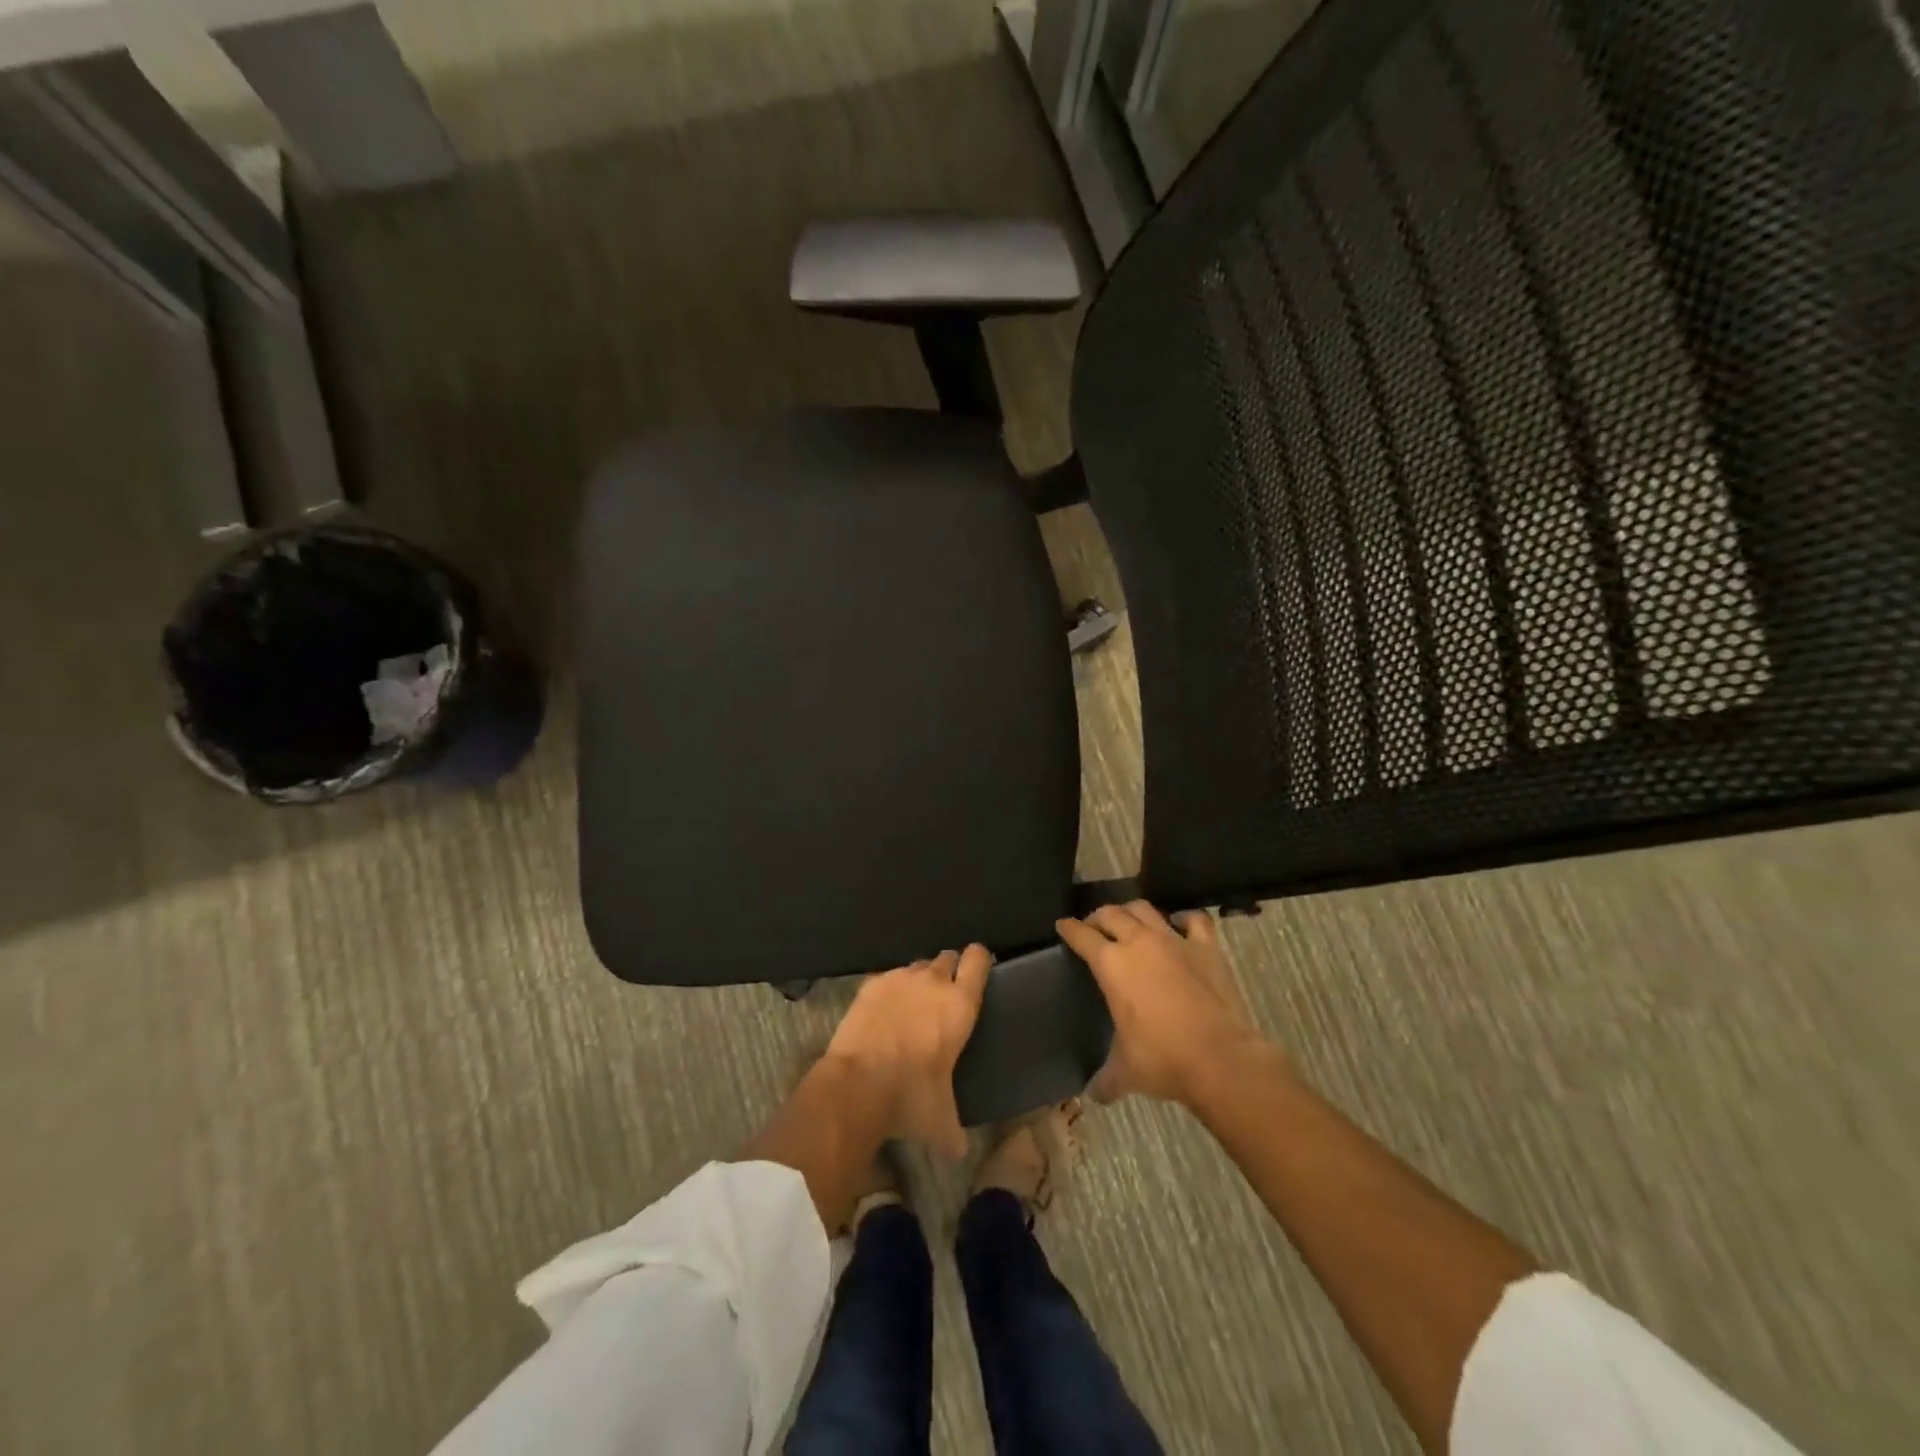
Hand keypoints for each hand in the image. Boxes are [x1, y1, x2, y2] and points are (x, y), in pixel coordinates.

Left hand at [823, 946, 990, 1157]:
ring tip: (912, 1005)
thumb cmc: (910, 1096)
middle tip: (944, 995)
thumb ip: (954, 1131)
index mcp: (960, 1004)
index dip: (980, 960)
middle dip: (949, 970)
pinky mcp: (871, 984)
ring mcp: (900, 978)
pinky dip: (889, 990)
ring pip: (917, 966)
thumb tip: (959, 1151)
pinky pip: (888, 978)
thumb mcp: (941, 1120)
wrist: (857, 1084)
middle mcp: (933, 981)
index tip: (979, 969)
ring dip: (919, 980)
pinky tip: (883, 1013)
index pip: (978, 960)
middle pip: (948, 957)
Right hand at [1057, 903, 1269, 1105]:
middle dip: (1098, 916)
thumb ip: (1105, 1079)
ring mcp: (1175, 941)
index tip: (1063, 925)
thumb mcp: (1125, 1071)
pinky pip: (1194, 920)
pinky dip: (1185, 919)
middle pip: (1112, 914)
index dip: (1069, 929)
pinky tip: (1180, 924)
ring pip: (1146, 909)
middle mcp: (1139, 943)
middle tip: (1094, 927)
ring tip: (1129, 921)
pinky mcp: (1206, 947)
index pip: (1082, 936)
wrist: (1220, 1059)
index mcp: (1112, 964)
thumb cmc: (1163, 1060)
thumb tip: (1093, 1095)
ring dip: (1133, 912)